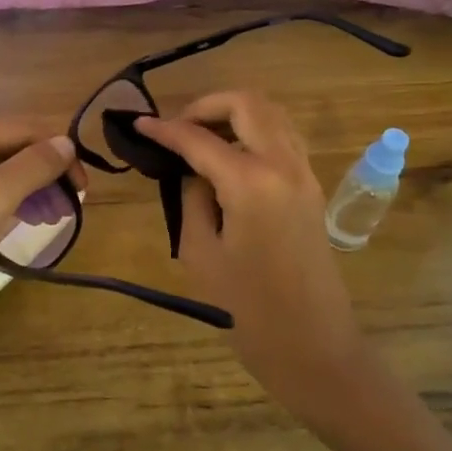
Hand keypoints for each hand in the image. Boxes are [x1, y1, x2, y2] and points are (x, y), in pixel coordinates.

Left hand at [0, 118, 85, 324]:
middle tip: (71, 208)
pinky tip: (21, 226)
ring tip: (52, 220)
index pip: (19, 129)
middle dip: (43, 174)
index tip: (84, 187)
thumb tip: (67, 142)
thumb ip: (30, 168)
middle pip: (8, 150)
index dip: (56, 151)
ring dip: (29, 192)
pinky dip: (7, 209)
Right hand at [138, 93, 377, 430]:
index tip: (137, 124)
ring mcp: (305, 174)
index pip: (200, 139)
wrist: (314, 347)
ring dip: (234, 114)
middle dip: (206, 105)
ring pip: (272, 114)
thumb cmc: (248, 310)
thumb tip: (192, 172)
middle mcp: (284, 164)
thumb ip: (192, 200)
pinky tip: (229, 158)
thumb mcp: (201, 254)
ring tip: (200, 138)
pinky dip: (254, 132)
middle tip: (176, 128)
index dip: (164, 129)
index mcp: (251, 182)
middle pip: (247, 103)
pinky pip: (283, 138)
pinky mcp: (312, 188)